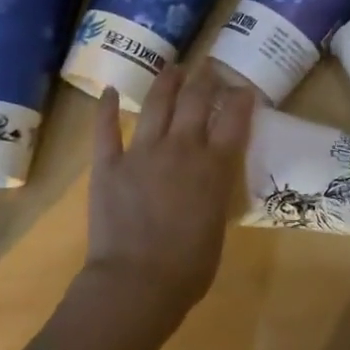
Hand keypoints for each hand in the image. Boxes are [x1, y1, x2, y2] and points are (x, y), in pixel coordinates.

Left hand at [84, 62, 253, 323]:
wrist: (137, 283)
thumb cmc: (189, 267)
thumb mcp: (218, 224)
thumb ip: (216, 192)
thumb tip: (212, 179)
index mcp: (214, 167)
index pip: (234, 120)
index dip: (241, 98)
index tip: (244, 88)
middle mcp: (181, 149)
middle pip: (197, 100)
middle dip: (206, 78)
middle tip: (209, 67)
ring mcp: (141, 152)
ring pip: (156, 104)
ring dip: (167, 82)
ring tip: (173, 67)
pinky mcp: (108, 164)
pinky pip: (105, 129)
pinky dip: (105, 108)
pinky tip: (107, 90)